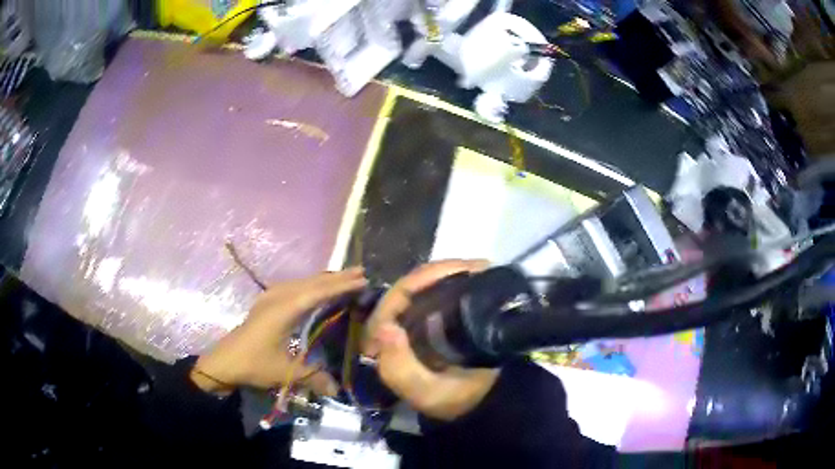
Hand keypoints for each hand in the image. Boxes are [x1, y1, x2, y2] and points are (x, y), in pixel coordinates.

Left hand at [192, 268, 367, 395]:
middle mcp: (278, 297)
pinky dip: (311, 285)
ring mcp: (270, 298)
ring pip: (302, 282)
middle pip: (311, 282)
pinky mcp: (267, 303)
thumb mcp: (284, 372)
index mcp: (283, 310)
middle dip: (336, 277)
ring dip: (323, 279)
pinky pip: (294, 286)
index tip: (362, 279)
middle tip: (361, 272)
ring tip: (344, 277)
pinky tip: (315, 289)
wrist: (224, 361)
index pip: (317, 292)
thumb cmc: (253, 364)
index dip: (340, 286)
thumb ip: (313, 378)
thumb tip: (338, 390)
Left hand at [364, 260, 499, 420]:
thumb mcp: (424, 391)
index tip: (452, 272)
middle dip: (438, 272)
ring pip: (425, 288)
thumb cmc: (451, 399)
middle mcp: (395, 328)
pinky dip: (457, 281)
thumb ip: (401, 367)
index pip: (392, 303)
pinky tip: (477, 275)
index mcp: (384, 344)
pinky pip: (440, 293)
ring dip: (449, 274)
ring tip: (478, 267)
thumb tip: (387, 326)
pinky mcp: (434, 321)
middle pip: (408, 289)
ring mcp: (416, 322)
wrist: (477, 404)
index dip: (417, 283)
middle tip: (473, 265)